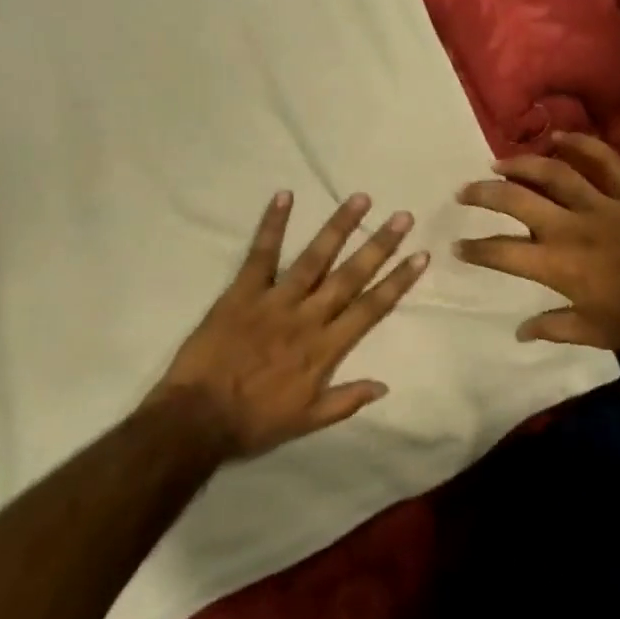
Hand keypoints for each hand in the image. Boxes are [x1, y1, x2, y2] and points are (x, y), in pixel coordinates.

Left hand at [154, 191, 429, 459]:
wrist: (199, 418)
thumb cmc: (254, 422)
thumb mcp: (307, 421)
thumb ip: (346, 401)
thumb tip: (384, 386)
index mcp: (325, 349)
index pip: (371, 309)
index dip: (397, 281)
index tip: (420, 256)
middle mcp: (307, 318)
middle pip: (350, 276)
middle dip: (379, 245)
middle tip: (402, 217)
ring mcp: (275, 301)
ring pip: (314, 258)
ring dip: (338, 227)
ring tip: (360, 199)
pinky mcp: (242, 292)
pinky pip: (260, 254)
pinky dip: (272, 225)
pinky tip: (285, 196)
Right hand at [453, 133, 619, 356]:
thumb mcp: (594, 333)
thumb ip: (553, 328)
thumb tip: (520, 331)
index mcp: (559, 265)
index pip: (503, 252)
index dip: (475, 249)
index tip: (457, 246)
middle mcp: (571, 227)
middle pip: (517, 200)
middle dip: (484, 194)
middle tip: (464, 191)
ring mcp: (602, 205)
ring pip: (553, 172)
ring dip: (521, 164)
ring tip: (498, 163)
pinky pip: (604, 160)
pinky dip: (581, 144)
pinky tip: (559, 137)